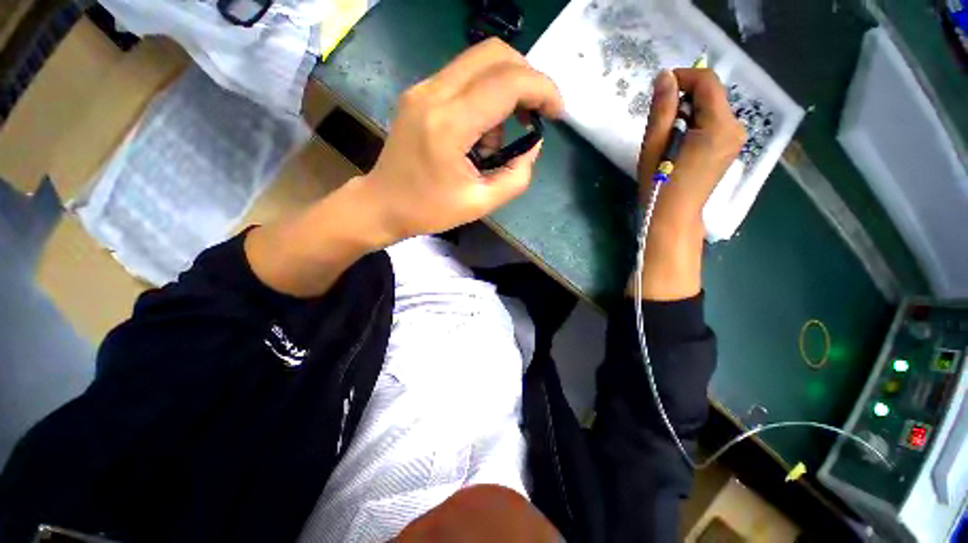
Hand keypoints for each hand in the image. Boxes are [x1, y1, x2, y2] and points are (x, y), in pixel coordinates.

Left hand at [361, 37, 562, 241]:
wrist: (383, 203)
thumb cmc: (429, 210)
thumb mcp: (481, 203)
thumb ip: (516, 176)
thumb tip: (533, 144)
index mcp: (449, 125)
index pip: (507, 83)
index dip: (542, 89)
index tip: (557, 111)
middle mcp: (434, 94)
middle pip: (494, 53)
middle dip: (527, 78)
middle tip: (536, 112)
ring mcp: (423, 88)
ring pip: (479, 60)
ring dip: (505, 89)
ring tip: (497, 138)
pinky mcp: (420, 93)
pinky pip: (463, 76)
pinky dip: (485, 94)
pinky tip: (480, 130)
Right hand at [638, 69, 745, 227]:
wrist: (674, 216)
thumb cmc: (659, 184)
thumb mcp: (654, 146)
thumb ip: (662, 109)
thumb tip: (664, 76)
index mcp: (718, 126)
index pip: (708, 82)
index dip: (683, 76)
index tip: (660, 84)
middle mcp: (735, 127)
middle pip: (712, 94)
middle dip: (685, 95)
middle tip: (659, 112)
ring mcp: (735, 137)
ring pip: (712, 107)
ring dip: (689, 109)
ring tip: (666, 128)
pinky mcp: (729, 146)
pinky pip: (714, 121)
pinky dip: (696, 121)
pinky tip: (679, 137)